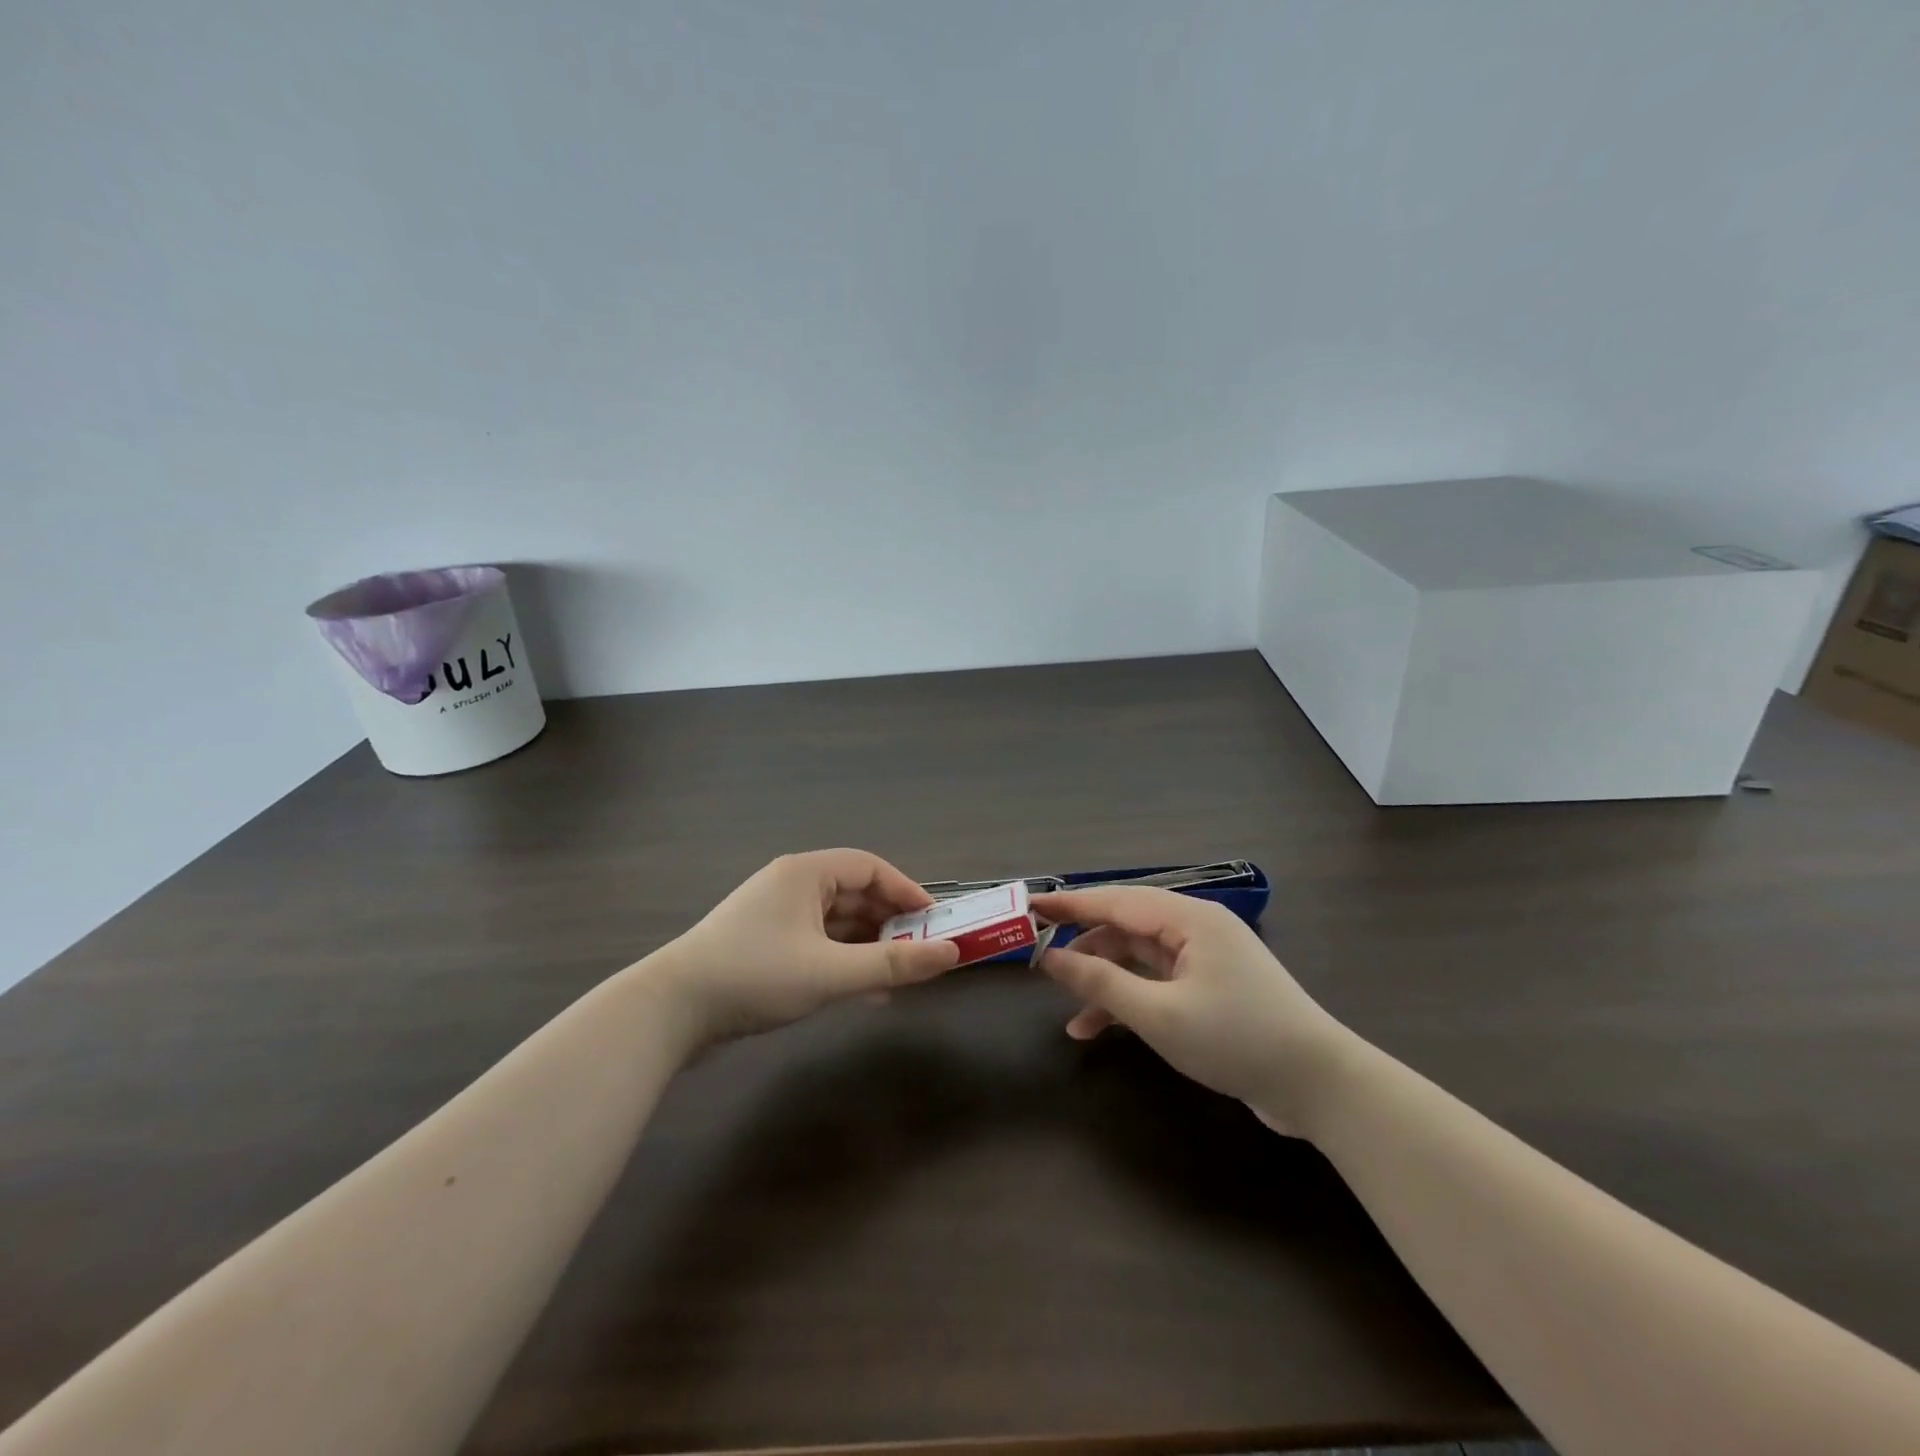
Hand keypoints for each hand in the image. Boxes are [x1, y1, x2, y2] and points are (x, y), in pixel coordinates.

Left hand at [655, 849, 959, 1045]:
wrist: (670, 1011)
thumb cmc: (755, 976)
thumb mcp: (830, 973)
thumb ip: (892, 964)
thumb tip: (950, 954)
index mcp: (805, 873)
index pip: (870, 867)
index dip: (907, 891)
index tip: (935, 921)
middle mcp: (791, 885)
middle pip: (854, 893)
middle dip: (890, 922)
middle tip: (921, 952)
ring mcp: (775, 915)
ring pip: (836, 922)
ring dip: (868, 946)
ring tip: (899, 976)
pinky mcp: (764, 944)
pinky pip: (817, 943)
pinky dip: (843, 960)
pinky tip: (863, 992)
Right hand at [1032, 888, 1355, 1135]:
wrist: (1320, 1087)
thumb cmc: (1236, 1039)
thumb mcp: (1159, 1015)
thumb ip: (1100, 983)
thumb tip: (1050, 958)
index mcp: (1189, 918)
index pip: (1116, 900)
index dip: (1069, 904)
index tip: (1028, 906)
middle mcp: (1196, 928)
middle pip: (1126, 926)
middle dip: (1084, 945)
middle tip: (1038, 957)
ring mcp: (1205, 959)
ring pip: (1139, 957)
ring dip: (1105, 981)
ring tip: (1069, 1011)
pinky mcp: (1211, 988)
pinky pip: (1157, 982)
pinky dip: (1129, 1000)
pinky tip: (1099, 1029)